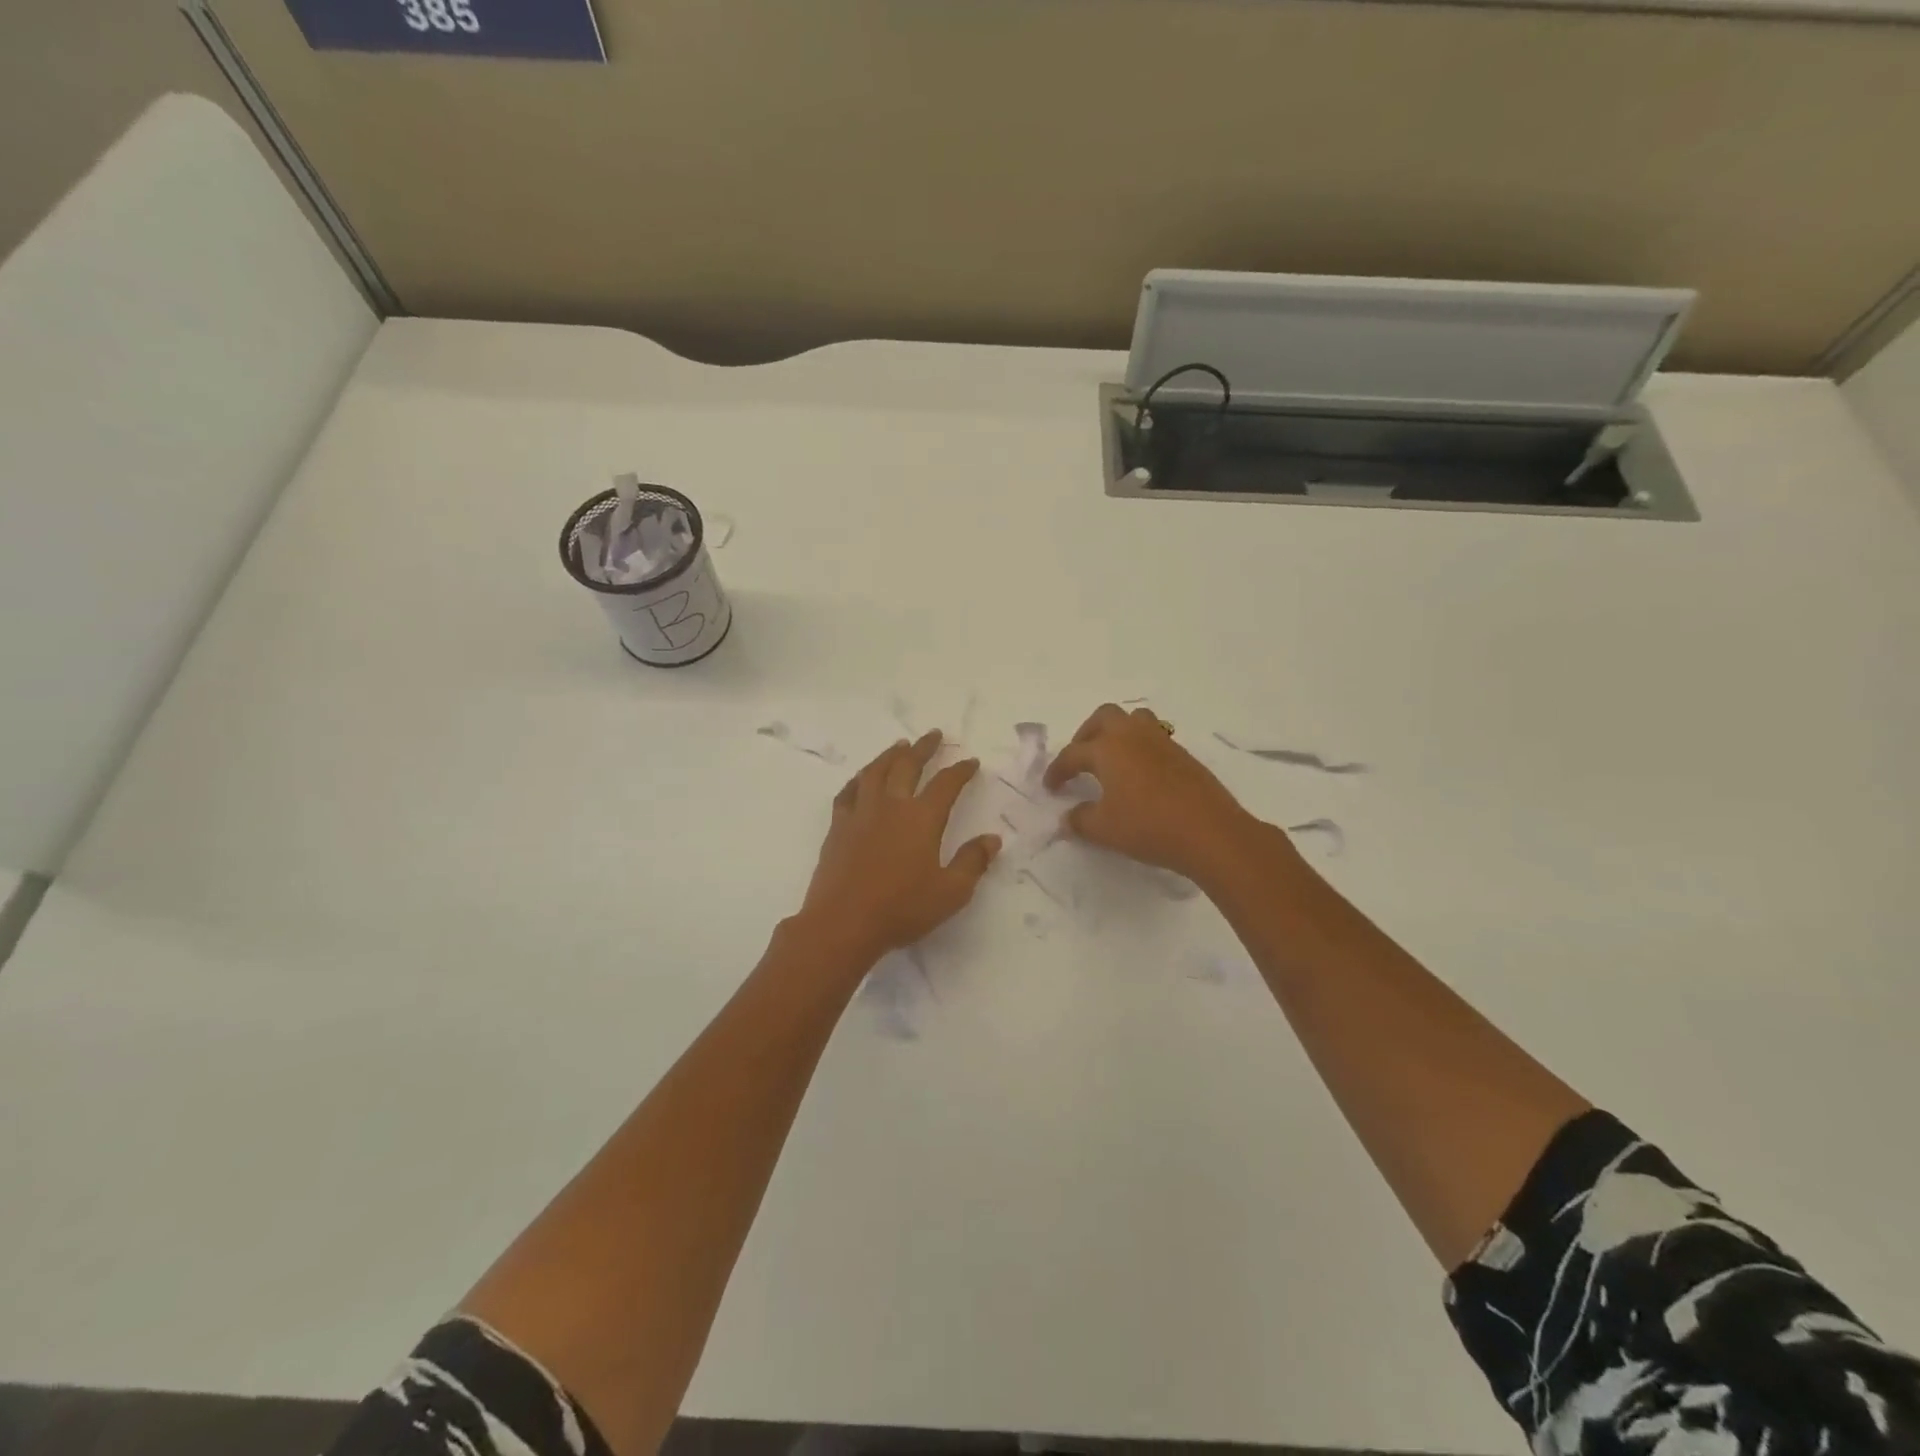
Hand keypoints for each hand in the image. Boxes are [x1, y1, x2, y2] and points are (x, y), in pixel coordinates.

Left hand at [797, 731, 1000, 965]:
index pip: (946, 784)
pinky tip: (862, 779)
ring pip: (875, 772)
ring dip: (890, 755)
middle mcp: (891, 806)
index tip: (970, 761)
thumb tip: (992, 839)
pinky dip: (858, 779)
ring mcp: (860, 814)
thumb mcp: (950, 892)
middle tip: (933, 735)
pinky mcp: (838, 827)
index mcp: (921, 819)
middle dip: (923, 748)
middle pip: (907, 766)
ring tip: (900, 746)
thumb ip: (973, 862)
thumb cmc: (902, 909)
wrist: (843, 923)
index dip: (960, 770)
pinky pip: (848, 792)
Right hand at [1044, 704, 1267, 882]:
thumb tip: (1068, 818)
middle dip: (1086, 734)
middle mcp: (1133, 737)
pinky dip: (1140, 748)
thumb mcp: (1104, 829)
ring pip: (1134, 720)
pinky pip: (1155, 738)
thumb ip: (1080, 820)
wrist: (1210, 833)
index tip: (1050, 788)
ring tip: (1112, 758)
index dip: (1057, 771)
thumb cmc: (1148, 827)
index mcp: (1107, 749)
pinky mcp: (1184, 755)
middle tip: (1081, 759)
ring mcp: (1162, 742)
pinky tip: (1141, 775)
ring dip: (1118, 732)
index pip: (1072, 754)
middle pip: (1104, 717)